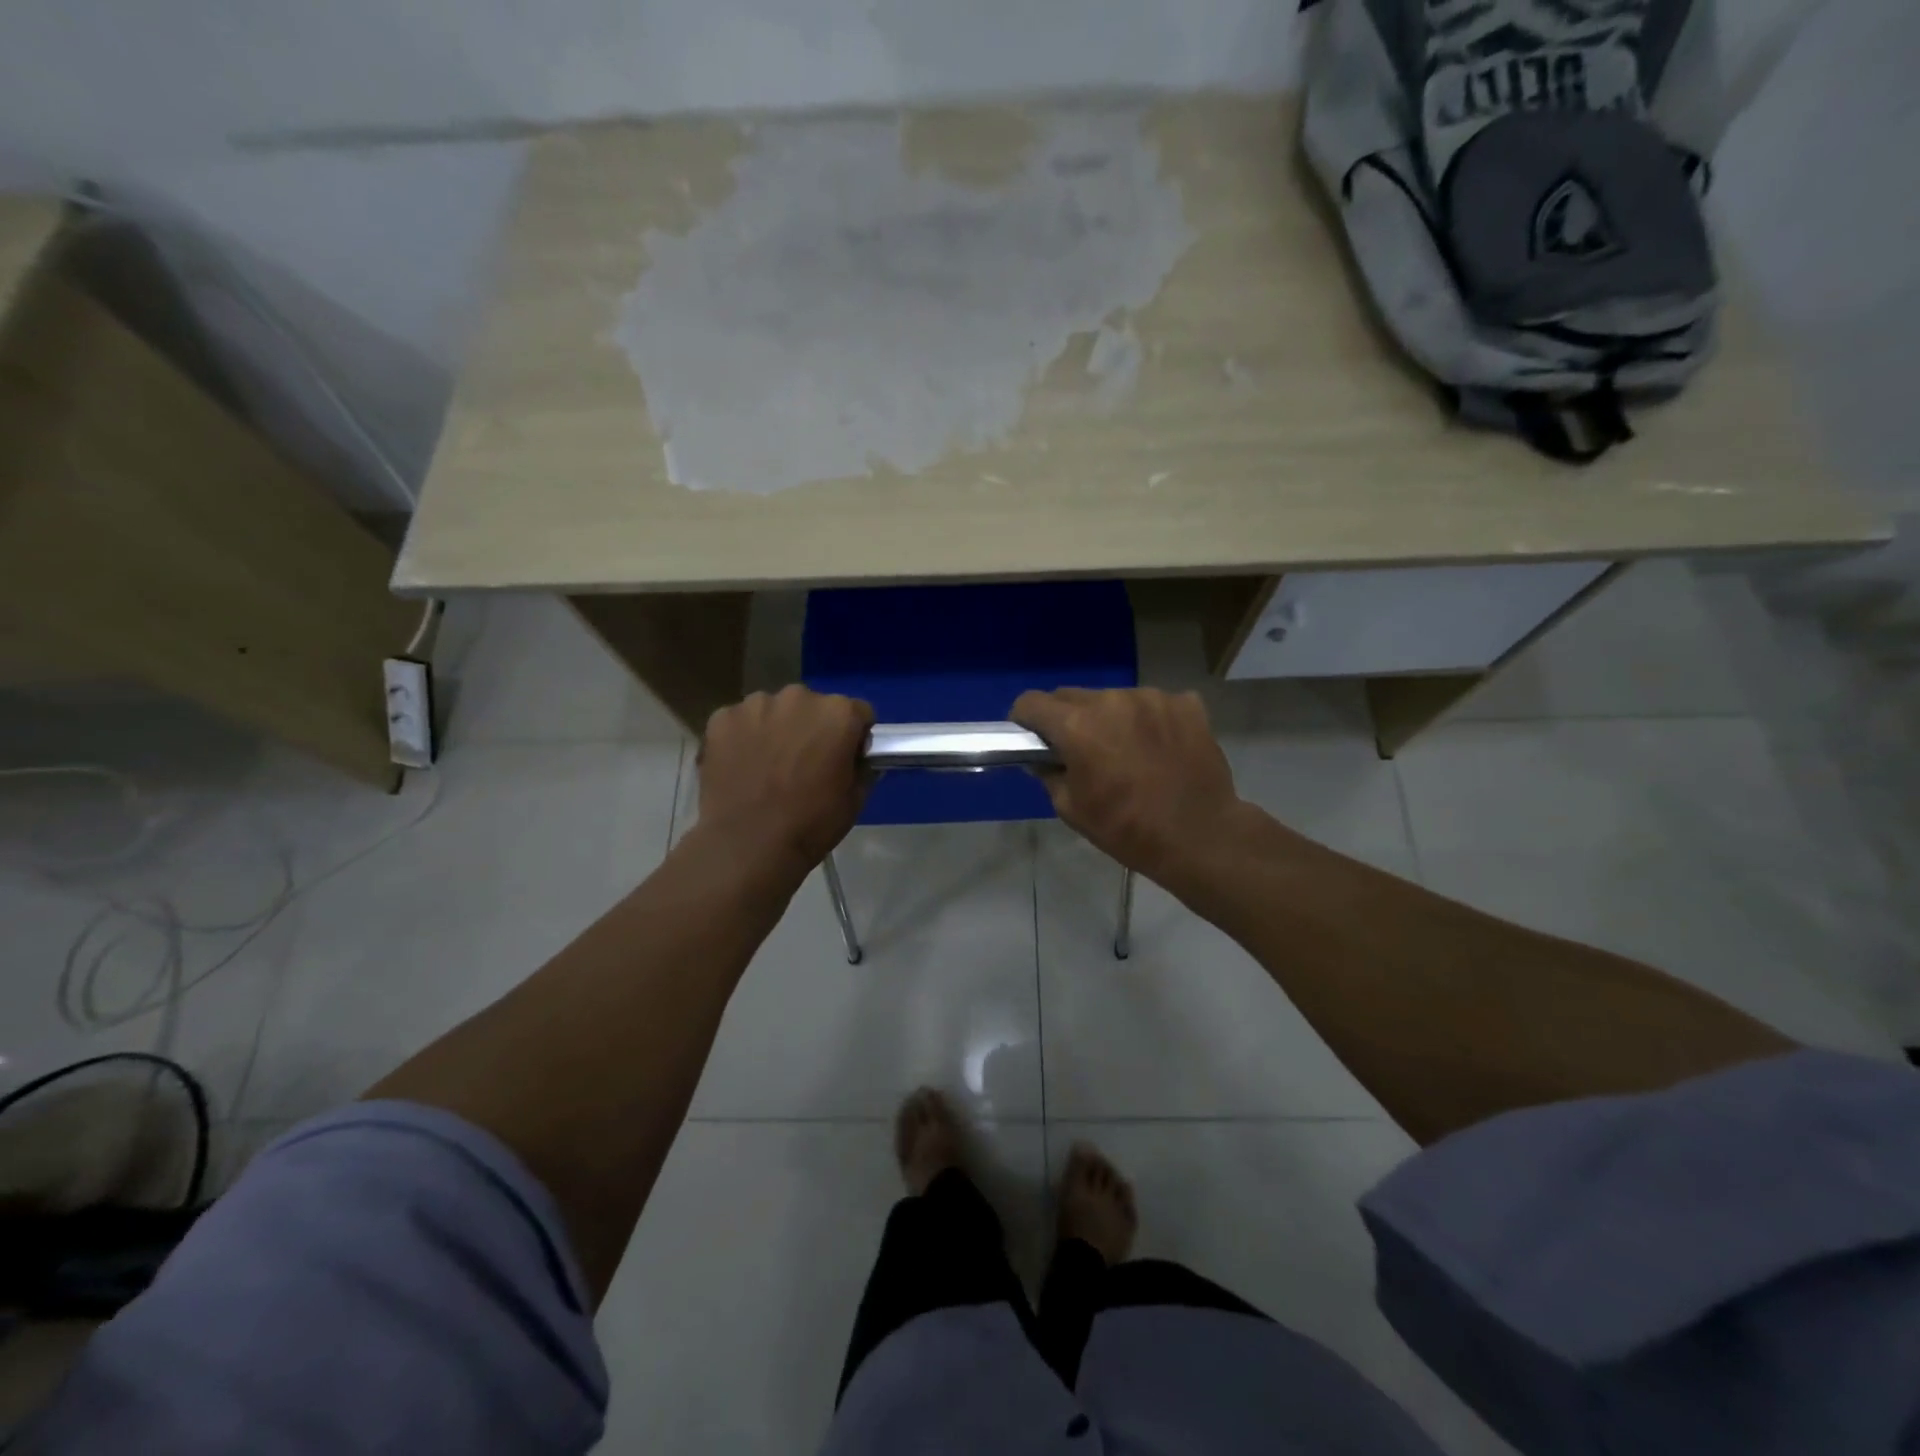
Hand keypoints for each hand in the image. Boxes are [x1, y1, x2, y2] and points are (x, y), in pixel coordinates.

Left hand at [697, 687, 873, 874]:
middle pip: (813, 706)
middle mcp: (799, 697)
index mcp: (838, 713)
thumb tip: (856, 758)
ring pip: (773, 711)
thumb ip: (861, 768)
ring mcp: (755, 705)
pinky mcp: (722, 718)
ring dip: (776, 729)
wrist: (748, 845)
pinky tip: (741, 767)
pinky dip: (742, 738)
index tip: (843, 758)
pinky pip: (740, 722)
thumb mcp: (855, 800)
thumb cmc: (810, 824)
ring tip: (767, 767)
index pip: (857, 712)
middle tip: (803, 764)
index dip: (853, 736)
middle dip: (811, 728)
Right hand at [1011, 688, 1244, 879]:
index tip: (1031, 739)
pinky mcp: (1185, 704)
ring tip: (1127, 752)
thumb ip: (1049, 774)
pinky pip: (1153, 705)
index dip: (1025, 721)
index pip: (1031, 703)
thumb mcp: (1072, 809)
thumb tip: (1041, 758)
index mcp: (1077, 725)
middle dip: (1067, 719)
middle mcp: (1111, 700)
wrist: (1200, 835)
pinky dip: (1148, 721)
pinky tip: (1159, 749)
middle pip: (1072, 697)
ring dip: (1110, 719)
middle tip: (1080, 751)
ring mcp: (1152, 698)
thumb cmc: (1127, 828)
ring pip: (1113, 699)